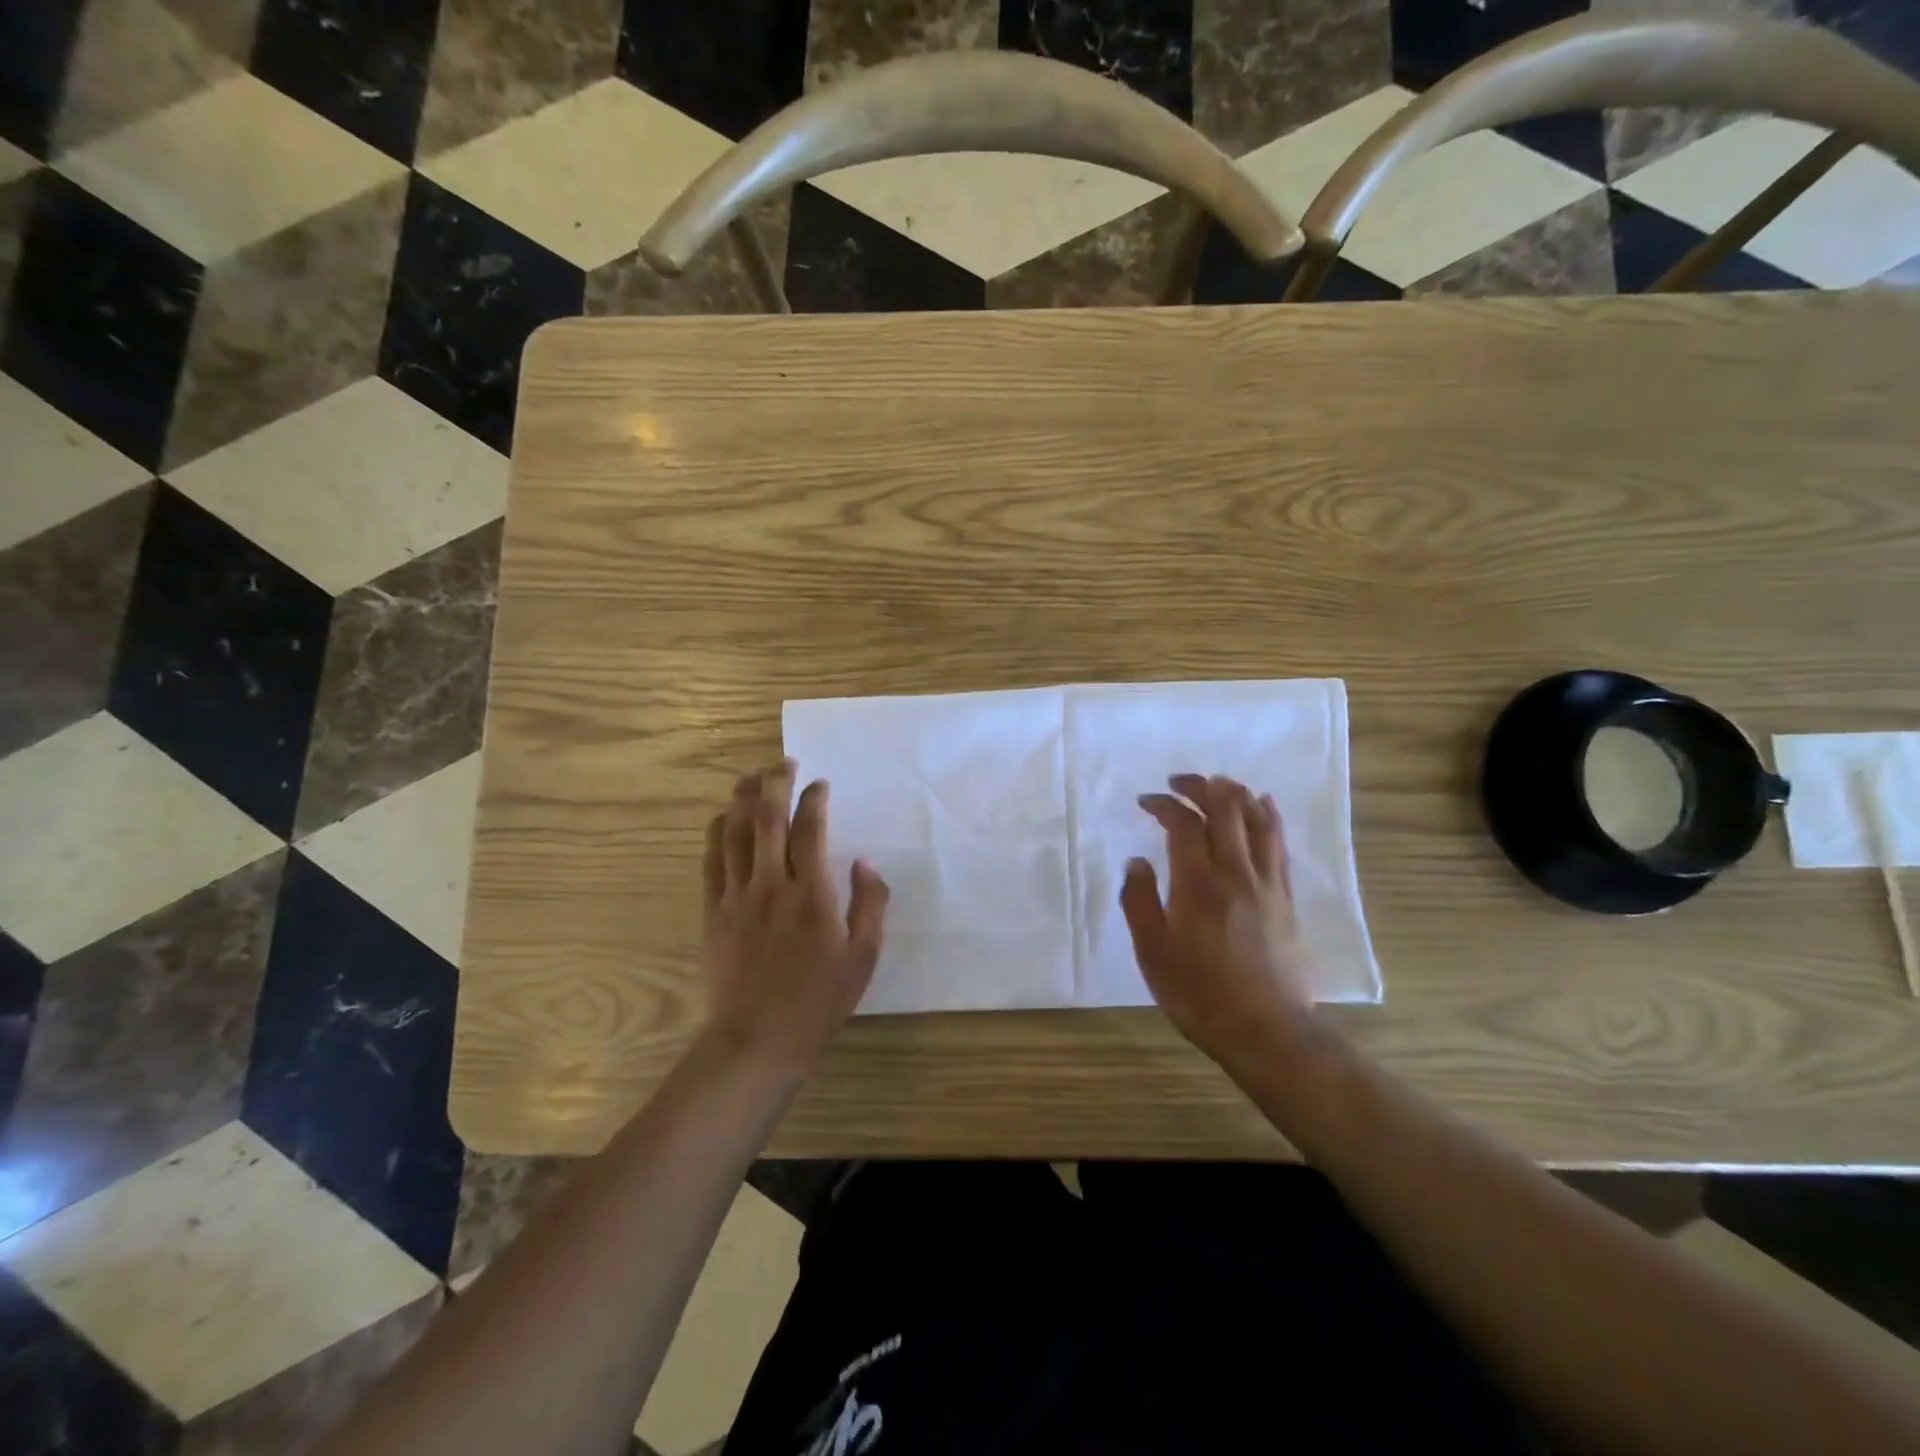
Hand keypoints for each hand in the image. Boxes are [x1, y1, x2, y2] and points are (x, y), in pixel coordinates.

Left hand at [702, 761, 889, 1072]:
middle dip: (775, 782)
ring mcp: (737, 896)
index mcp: (812, 893)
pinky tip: (722, 819)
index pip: (811, 829)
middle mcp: (772, 884)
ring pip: (734, 832)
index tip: (820, 784)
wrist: (758, 1039)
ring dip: (742, 799)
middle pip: (768, 818)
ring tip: (750, 777)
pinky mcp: (713, 912)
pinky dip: (716, 833)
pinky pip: (711, 860)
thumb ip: (870, 903)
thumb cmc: (819, 1000)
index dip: (814, 799)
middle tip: (782, 762)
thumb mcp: (864, 956)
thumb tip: (863, 862)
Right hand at [1120, 774, 1316, 1070]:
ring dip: (1236, 793)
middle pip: (1225, 810)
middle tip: (1179, 781)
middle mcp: (1236, 873)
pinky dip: (1269, 816)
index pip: (1184, 824)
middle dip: (1201, 786)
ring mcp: (1267, 884)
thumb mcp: (1152, 952)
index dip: (1165, 804)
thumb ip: (1139, 901)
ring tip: (1218, 782)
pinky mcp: (1286, 897)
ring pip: (1257, 820)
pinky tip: (1263, 805)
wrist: (1267, 1031)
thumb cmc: (1199, 994)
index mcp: (1198, 884)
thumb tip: (1138, 861)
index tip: (1146, 801)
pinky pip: (1279, 843)